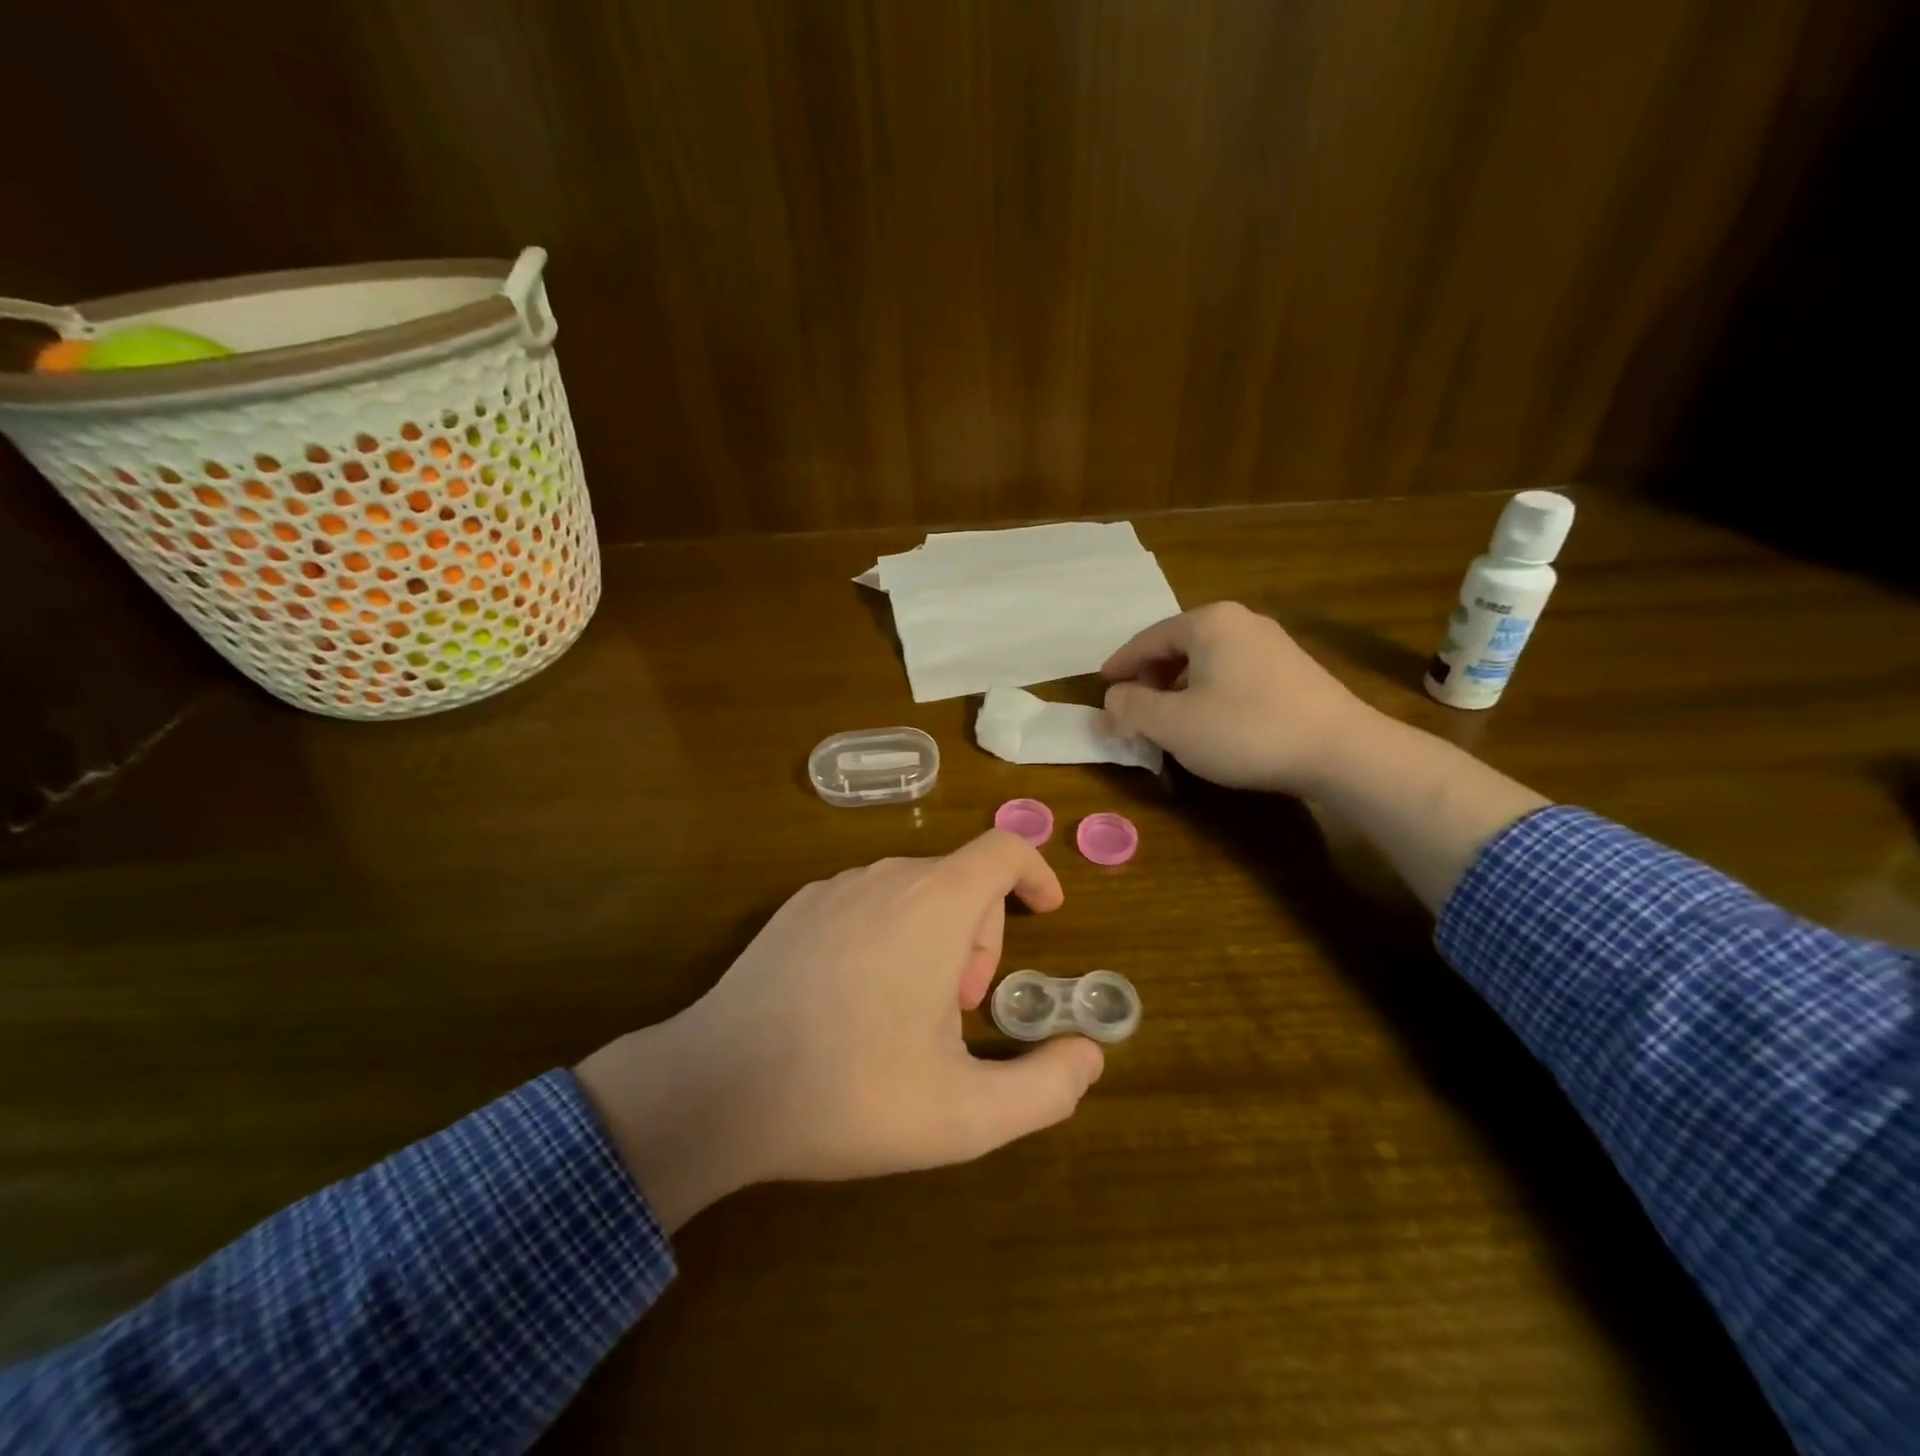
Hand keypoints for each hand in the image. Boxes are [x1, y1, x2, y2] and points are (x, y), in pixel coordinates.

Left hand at [576, 831, 1104, 1229]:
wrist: (716, 1089)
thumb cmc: (850, 1094)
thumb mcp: (965, 1115)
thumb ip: (1045, 1088)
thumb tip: (1090, 1056)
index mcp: (934, 905)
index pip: (1004, 848)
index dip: (1036, 872)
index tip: (1047, 914)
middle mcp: (885, 877)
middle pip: (960, 879)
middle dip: (981, 936)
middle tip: (961, 1009)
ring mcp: (832, 888)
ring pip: (913, 890)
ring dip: (934, 937)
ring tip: (909, 1011)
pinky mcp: (794, 909)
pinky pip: (865, 902)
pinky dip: (887, 933)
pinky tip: (856, 999)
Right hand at [1102, 601, 1371, 794]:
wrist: (1342, 751)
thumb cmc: (1246, 730)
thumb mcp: (1173, 724)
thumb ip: (1131, 706)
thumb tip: (1113, 697)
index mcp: (1209, 622)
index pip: (1148, 639)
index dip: (1120, 665)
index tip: (1101, 687)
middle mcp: (1241, 621)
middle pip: (1178, 646)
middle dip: (1149, 677)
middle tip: (1133, 708)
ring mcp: (1272, 643)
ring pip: (1206, 661)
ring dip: (1178, 687)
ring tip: (1168, 719)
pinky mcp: (1294, 669)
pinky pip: (1233, 672)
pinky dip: (1208, 692)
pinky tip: (1210, 721)